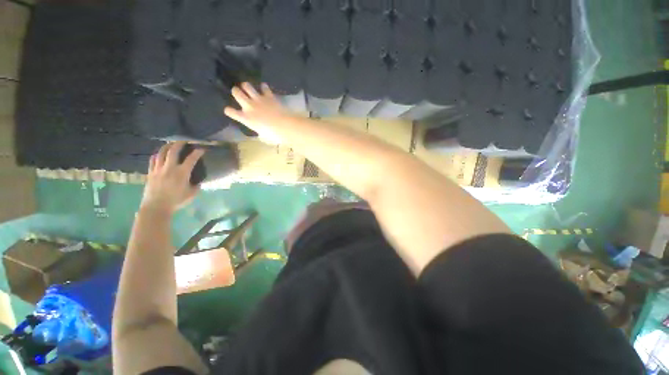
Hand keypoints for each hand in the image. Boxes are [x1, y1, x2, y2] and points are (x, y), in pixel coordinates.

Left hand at [141, 142, 203, 213]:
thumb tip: (198, 182)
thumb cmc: (176, 201)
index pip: (191, 159)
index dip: (198, 152)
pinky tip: (160, 154)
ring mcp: (158, 169)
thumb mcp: (192, 194)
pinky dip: (157, 155)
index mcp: (182, 173)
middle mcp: (170, 168)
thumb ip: (196, 186)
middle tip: (185, 141)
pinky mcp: (150, 173)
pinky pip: (153, 160)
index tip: (202, 149)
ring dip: (167, 146)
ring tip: (172, 144)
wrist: (156, 207)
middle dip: (180, 143)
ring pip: (161, 153)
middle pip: (173, 150)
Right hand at [224, 82, 293, 143]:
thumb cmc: (274, 136)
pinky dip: (264, 87)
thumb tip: (261, 133)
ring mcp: (258, 99)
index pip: (230, 111)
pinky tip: (265, 89)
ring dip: (247, 86)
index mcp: (246, 118)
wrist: (285, 126)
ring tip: (248, 88)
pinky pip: (264, 87)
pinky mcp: (268, 96)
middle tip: (239, 94)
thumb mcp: (264, 137)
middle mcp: (249, 106)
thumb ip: (259, 132)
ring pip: (247, 85)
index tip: (231, 111)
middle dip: (236, 91)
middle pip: (236, 92)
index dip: (229, 111)